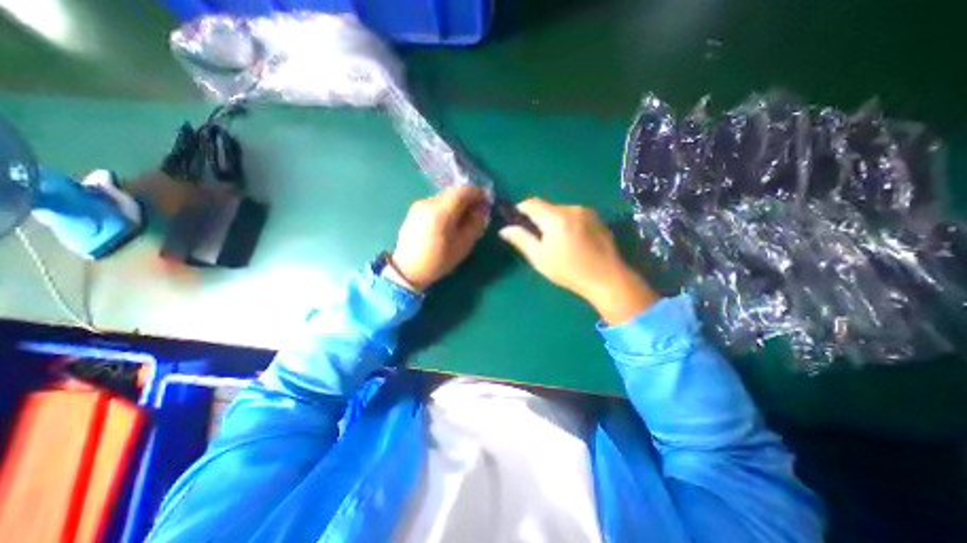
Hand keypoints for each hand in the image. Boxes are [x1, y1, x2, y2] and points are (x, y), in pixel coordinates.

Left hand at [388, 184, 486, 289]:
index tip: (486, 201)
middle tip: (477, 211)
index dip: (478, 193)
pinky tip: (449, 222)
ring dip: (457, 204)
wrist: (408, 270)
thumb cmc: (438, 260)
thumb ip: (475, 223)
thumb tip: (481, 209)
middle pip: (453, 193)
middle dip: (468, 199)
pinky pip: (435, 204)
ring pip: (444, 198)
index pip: (463, 191)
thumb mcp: (463, 245)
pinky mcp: (414, 211)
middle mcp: (428, 202)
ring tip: (463, 218)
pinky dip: (446, 208)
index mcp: (441, 211)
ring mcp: (419, 205)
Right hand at [498, 197, 657, 322]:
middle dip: (539, 219)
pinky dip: (568, 224)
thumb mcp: (539, 258)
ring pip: (562, 212)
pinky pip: (575, 216)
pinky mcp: (598, 219)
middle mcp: (572, 208)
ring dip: (554, 221)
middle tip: (537, 239)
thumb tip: (504, 230)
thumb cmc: (569, 270)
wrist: (608, 279)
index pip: (531, 203)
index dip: (520, 209)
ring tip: (556, 242)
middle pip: (547, 207)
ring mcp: (587, 212)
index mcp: (555, 217)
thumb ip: (521, 239)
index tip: (516, 221)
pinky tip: (572, 242)